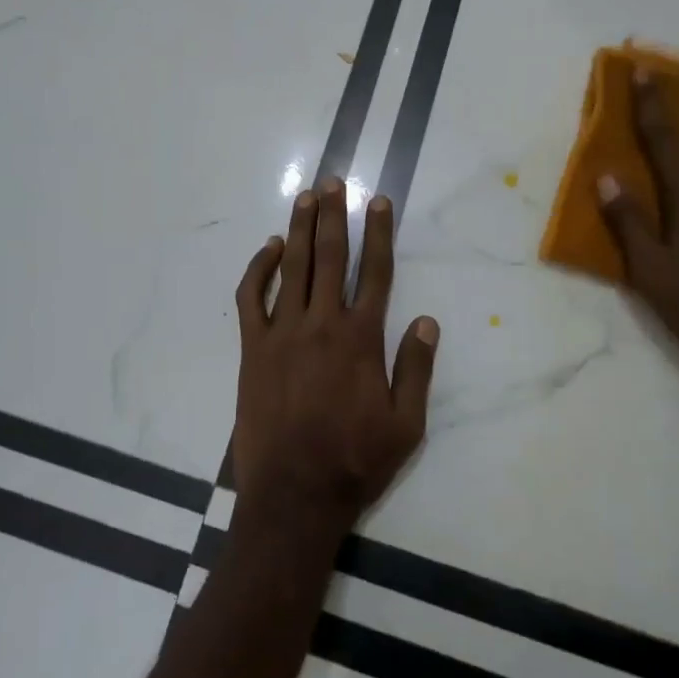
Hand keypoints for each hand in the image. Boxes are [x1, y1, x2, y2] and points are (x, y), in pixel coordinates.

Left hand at [232, 179, 438, 541]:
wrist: (294, 495)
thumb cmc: (355, 462)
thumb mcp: (406, 425)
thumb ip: (416, 370)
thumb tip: (427, 321)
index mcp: (361, 339)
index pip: (375, 272)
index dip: (379, 233)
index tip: (378, 201)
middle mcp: (322, 324)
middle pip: (330, 257)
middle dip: (334, 215)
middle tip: (334, 181)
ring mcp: (282, 333)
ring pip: (292, 267)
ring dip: (299, 228)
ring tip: (307, 196)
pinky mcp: (252, 348)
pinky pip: (251, 297)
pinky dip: (258, 268)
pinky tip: (269, 249)